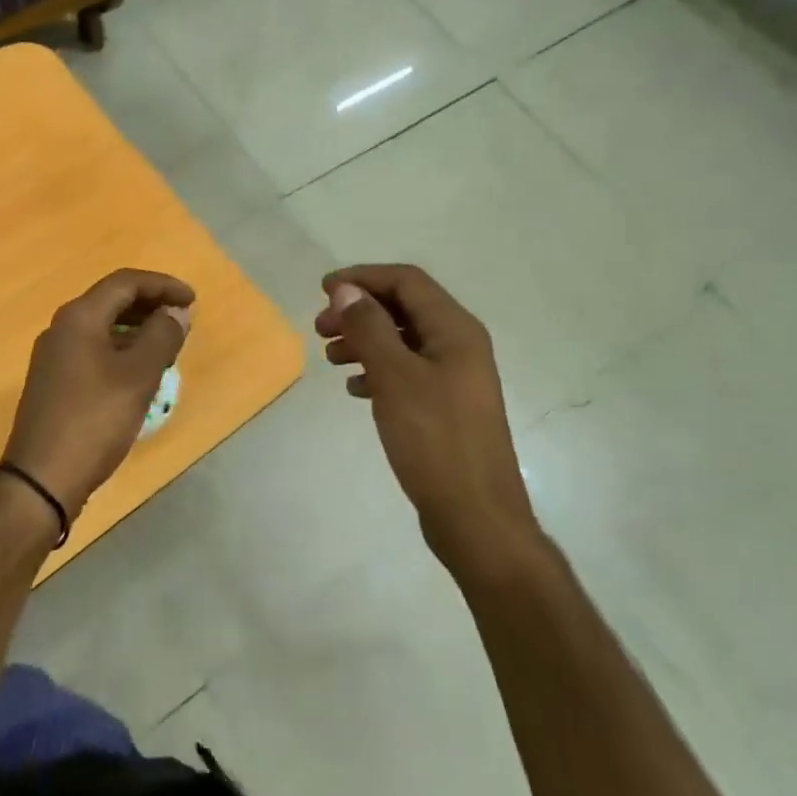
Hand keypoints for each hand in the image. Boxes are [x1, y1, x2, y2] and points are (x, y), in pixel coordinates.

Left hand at [4, 269, 192, 519]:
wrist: (40, 479)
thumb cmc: (94, 421)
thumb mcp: (138, 377)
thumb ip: (161, 337)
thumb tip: (175, 312)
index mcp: (79, 318)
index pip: (125, 282)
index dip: (162, 285)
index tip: (192, 301)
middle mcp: (62, 328)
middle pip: (111, 300)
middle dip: (150, 304)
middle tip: (183, 319)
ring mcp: (54, 356)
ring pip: (102, 326)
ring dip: (136, 327)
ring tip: (167, 343)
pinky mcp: (54, 381)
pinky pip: (93, 349)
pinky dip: (121, 348)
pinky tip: (138, 371)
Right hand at [316, 264, 538, 572]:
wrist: (476, 517)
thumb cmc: (435, 440)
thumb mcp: (395, 378)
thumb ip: (369, 328)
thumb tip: (346, 289)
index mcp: (455, 330)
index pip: (407, 281)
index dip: (363, 278)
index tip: (323, 290)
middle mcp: (459, 345)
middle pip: (403, 308)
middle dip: (360, 311)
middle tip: (320, 328)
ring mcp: (454, 378)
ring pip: (402, 341)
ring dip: (365, 340)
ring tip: (331, 358)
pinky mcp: (445, 406)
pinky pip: (406, 372)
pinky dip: (377, 370)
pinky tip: (355, 388)